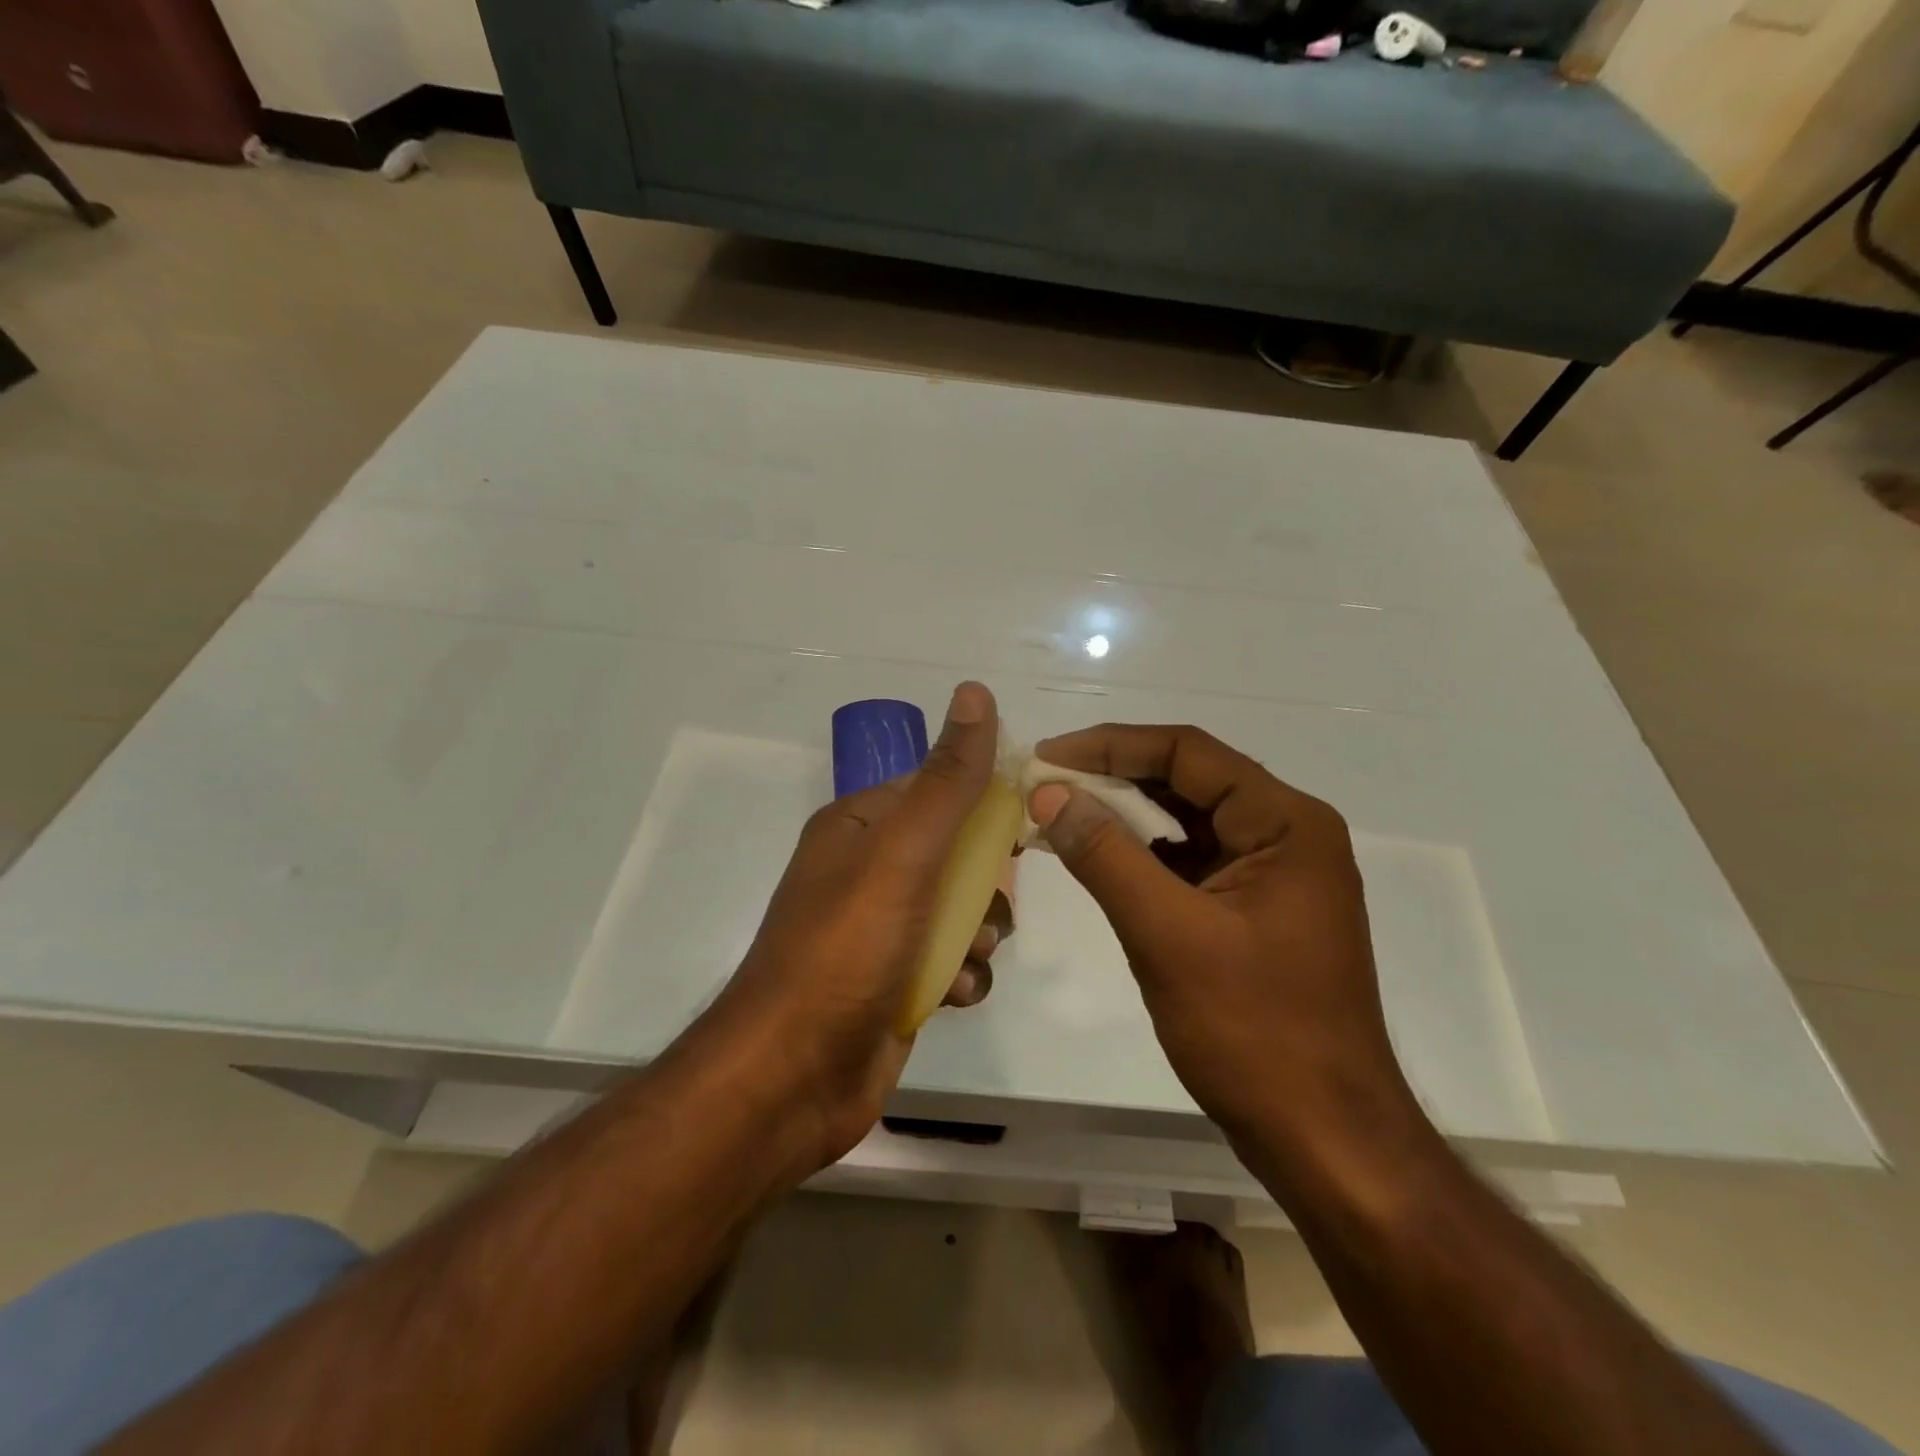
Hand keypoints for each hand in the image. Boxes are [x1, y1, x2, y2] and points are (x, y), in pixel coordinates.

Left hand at [702, 682, 1001, 1180]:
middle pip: (956, 852)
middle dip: (986, 881)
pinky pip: (950, 962)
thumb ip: (948, 780)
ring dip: (980, 932)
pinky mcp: (894, 982)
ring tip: (968, 956)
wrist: (792, 1078)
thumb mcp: (905, 854)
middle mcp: (867, 871)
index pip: (935, 787)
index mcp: (859, 827)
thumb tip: (976, 692)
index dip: (984, 800)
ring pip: (960, 910)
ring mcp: (880, 930)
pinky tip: (953, 995)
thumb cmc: (847, 949)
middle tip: (992, 904)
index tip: (1028, 821)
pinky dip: (962, 976)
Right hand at [1028, 724, 1415, 1146]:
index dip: (1110, 745)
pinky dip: (1141, 855)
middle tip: (1043, 785)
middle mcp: (1286, 834)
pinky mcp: (1253, 909)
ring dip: (1123, 816)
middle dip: (1112, 778)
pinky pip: (1190, 861)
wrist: (1324, 1139)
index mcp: (1286, 823)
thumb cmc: (1254, 1032)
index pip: (1188, 752)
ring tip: (1057, 814)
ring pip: (1186, 821)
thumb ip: (1105, 855)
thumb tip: (1049, 793)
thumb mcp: (1168, 935)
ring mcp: (1272, 874)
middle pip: (1188, 781)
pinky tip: (1096, 857)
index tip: (1046, 757)